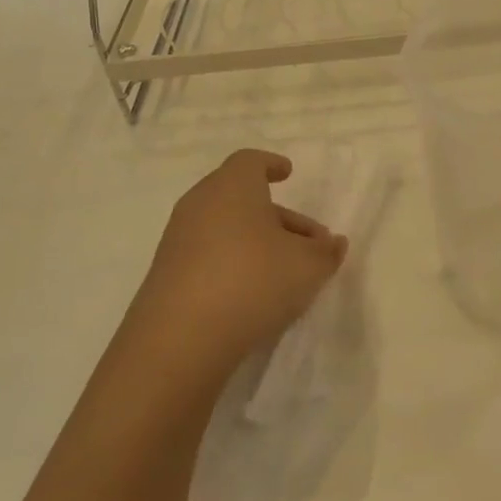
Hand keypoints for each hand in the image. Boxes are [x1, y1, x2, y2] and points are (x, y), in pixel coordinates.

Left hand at [127, 149, 346, 385]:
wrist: (180, 339)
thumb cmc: (253, 280)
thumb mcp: (307, 266)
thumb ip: (326, 252)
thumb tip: (333, 243)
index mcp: (232, 187)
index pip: (250, 161)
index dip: (271, 165)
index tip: (287, 173)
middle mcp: (200, 204)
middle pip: (242, 198)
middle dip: (278, 216)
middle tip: (309, 242)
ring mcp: (178, 240)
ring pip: (226, 229)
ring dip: (258, 242)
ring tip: (288, 273)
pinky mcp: (167, 275)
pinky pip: (208, 255)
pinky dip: (233, 263)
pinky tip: (256, 293)